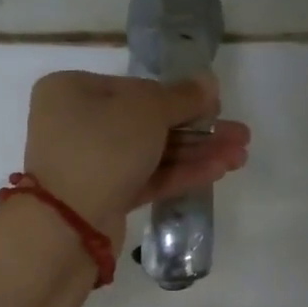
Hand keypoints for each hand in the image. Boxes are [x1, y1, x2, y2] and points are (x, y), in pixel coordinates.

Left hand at [24, 71, 250, 238]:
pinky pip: (145, 179)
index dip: (179, 98)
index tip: (216, 105)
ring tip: (240, 156)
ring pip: (151, 153)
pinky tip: (218, 171)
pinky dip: (179, 174)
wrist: (67, 225)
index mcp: (73, 91)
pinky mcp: (103, 198)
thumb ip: (182, 97)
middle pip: (147, 122)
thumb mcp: (146, 111)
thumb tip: (208, 81)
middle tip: (240, 136)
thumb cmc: (102, 148)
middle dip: (197, 130)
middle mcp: (77, 124)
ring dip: (196, 153)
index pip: (135, 88)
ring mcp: (89, 164)